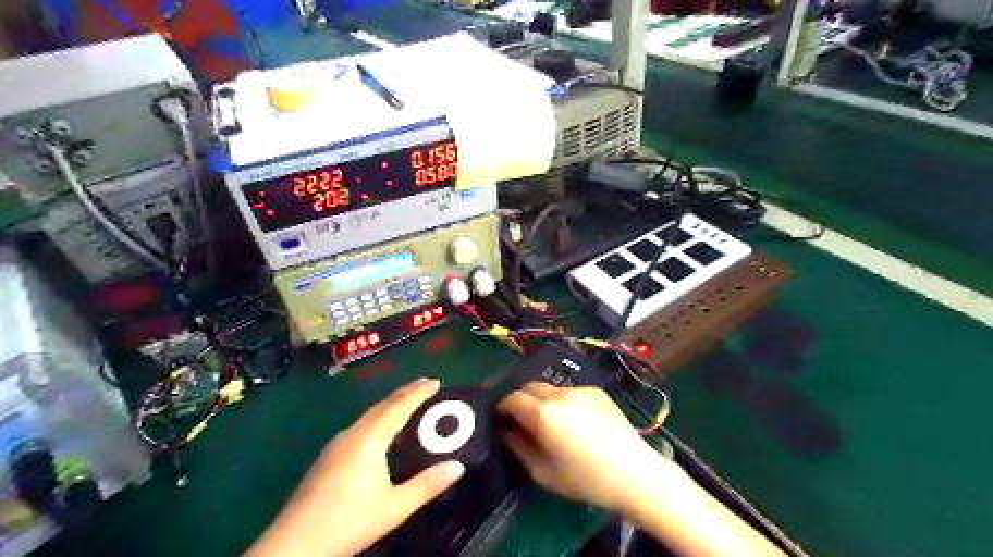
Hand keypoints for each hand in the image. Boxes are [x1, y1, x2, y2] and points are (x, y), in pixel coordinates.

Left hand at [248, 379, 466, 556]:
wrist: (294, 545)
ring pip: (369, 416)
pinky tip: (381, 433)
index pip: (398, 407)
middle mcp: (351, 435)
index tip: (436, 381)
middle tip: (426, 385)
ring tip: (408, 404)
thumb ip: (427, 485)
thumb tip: (458, 467)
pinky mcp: (328, 457)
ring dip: (391, 406)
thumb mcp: (394, 507)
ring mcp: (336, 445)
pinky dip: (378, 419)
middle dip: (405, 393)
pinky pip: (360, 427)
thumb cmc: (348, 522)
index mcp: (369, 440)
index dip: (418, 392)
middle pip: (382, 406)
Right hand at [496, 386, 673, 515]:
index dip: (503, 406)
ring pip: (551, 389)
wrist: (634, 473)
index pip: (512, 398)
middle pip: (530, 386)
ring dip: (543, 400)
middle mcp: (559, 394)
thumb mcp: (543, 472)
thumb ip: (519, 447)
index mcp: (543, 413)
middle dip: (521, 399)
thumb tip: (509, 431)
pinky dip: (564, 402)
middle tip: (522, 419)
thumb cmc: (585, 479)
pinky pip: (571, 392)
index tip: (501, 418)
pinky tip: (576, 421)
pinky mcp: (597, 391)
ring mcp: (580, 390)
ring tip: (551, 421)